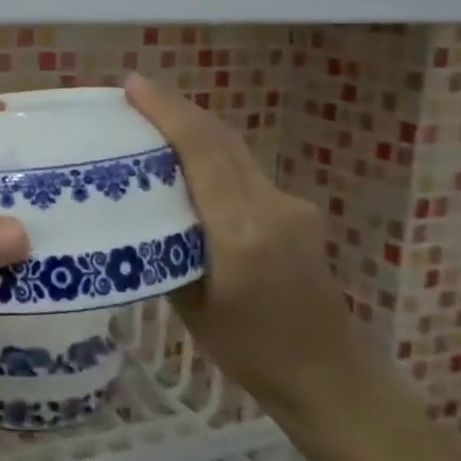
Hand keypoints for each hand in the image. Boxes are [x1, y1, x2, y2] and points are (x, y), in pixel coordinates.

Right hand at [125, 74, 368, 420]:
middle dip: (177, 109)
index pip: (203, 152)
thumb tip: (138, 210)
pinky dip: (213, 155)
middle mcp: (271, 207)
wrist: (328, 374)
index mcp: (241, 232)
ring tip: (153, 120)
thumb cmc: (249, 352)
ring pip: (234, 151)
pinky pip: (246, 171)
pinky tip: (190, 164)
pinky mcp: (297, 211)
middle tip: (134, 94)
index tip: (133, 85)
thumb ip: (168, 248)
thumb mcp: (189, 305)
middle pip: (220, 139)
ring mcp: (290, 205)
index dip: (168, 111)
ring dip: (195, 129)